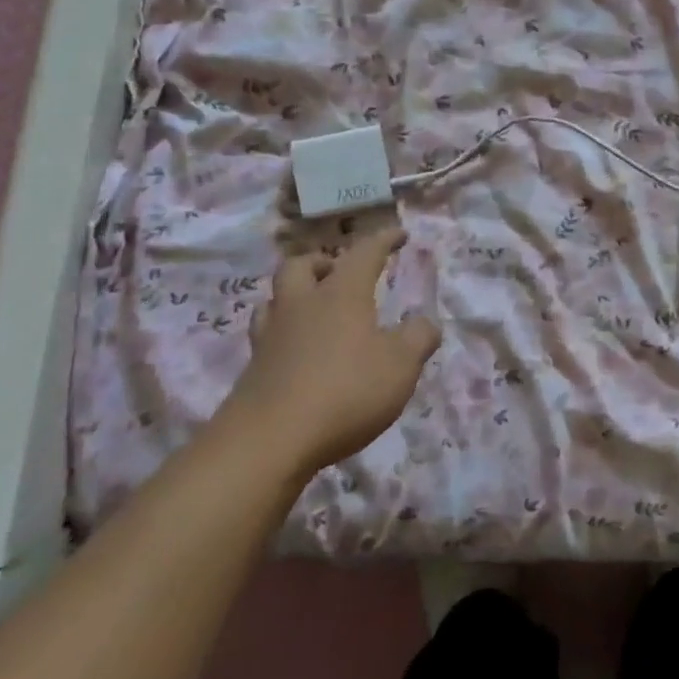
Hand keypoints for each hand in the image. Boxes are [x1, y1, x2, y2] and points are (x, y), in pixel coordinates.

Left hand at [224, 226, 440, 478]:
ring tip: (314, 310)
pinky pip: (267, 337)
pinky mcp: (252, 372)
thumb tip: (426, 323)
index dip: (384, 240)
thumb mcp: (401, 365)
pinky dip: (285, 335)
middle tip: (339, 273)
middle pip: (300, 265)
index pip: (364, 252)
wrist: (266, 444)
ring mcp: (271, 338)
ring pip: (274, 299)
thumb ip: (419, 338)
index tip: (400, 234)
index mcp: (341, 293)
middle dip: (322, 262)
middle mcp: (302, 305)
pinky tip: (299, 353)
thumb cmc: (345, 391)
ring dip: (295, 296)